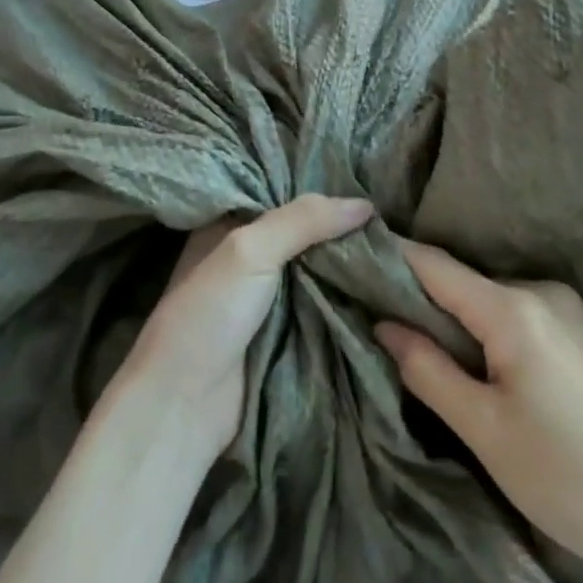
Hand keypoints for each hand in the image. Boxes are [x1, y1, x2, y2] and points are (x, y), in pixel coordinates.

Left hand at [116, 195, 374, 464]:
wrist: (185, 405)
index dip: (318, 184)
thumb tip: (365, 204)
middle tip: (393, 212)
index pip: (279, 193)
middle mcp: (247, 256)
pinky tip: (382, 282)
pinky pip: (323, 304)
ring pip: (318, 269)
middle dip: (342, 225)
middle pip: (304, 232)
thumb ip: (303, 220)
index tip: (364, 176)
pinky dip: (347, 296)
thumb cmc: (208, 315)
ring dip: (349, 262)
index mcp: (227, 227)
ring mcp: (267, 297)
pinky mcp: (285, 331)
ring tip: (397, 243)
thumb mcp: (249, 251)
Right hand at [375, 239, 582, 582]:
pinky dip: (476, 327)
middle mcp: (540, 293)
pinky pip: (509, 314)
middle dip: (411, 293)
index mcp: (514, 310)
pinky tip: (459, 354)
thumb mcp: (484, 429)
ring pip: (482, 299)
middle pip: (458, 281)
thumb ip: (428, 370)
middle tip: (362, 309)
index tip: (344, 255)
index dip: (388, 257)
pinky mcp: (576, 331)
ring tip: (402, 336)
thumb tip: (382, 325)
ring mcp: (563, 309)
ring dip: (445, 314)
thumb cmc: (568, 477)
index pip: (433, 265)